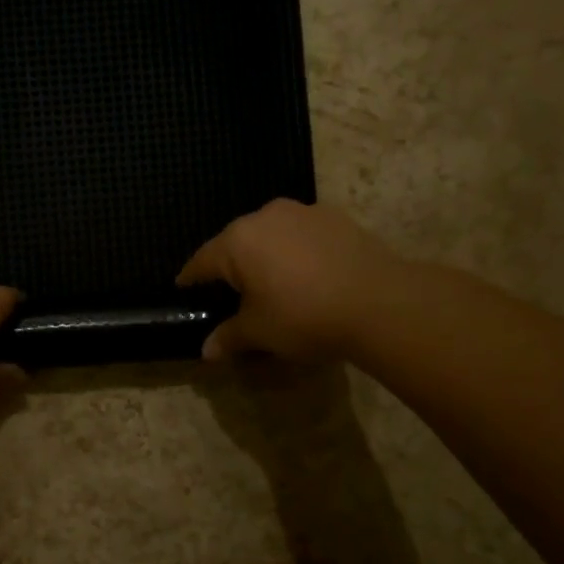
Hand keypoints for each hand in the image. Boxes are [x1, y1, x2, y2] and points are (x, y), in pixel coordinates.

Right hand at [177, 199, 399, 360]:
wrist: (380, 302)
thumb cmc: (303, 316)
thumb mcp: (260, 332)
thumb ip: (229, 337)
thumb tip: (206, 351)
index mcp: (237, 241)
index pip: (201, 261)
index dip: (191, 279)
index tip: (184, 290)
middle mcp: (265, 216)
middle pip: (235, 243)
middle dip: (230, 266)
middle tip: (231, 292)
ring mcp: (303, 212)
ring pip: (271, 234)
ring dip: (266, 255)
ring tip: (272, 282)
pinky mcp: (336, 217)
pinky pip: (302, 235)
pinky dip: (296, 252)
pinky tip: (307, 275)